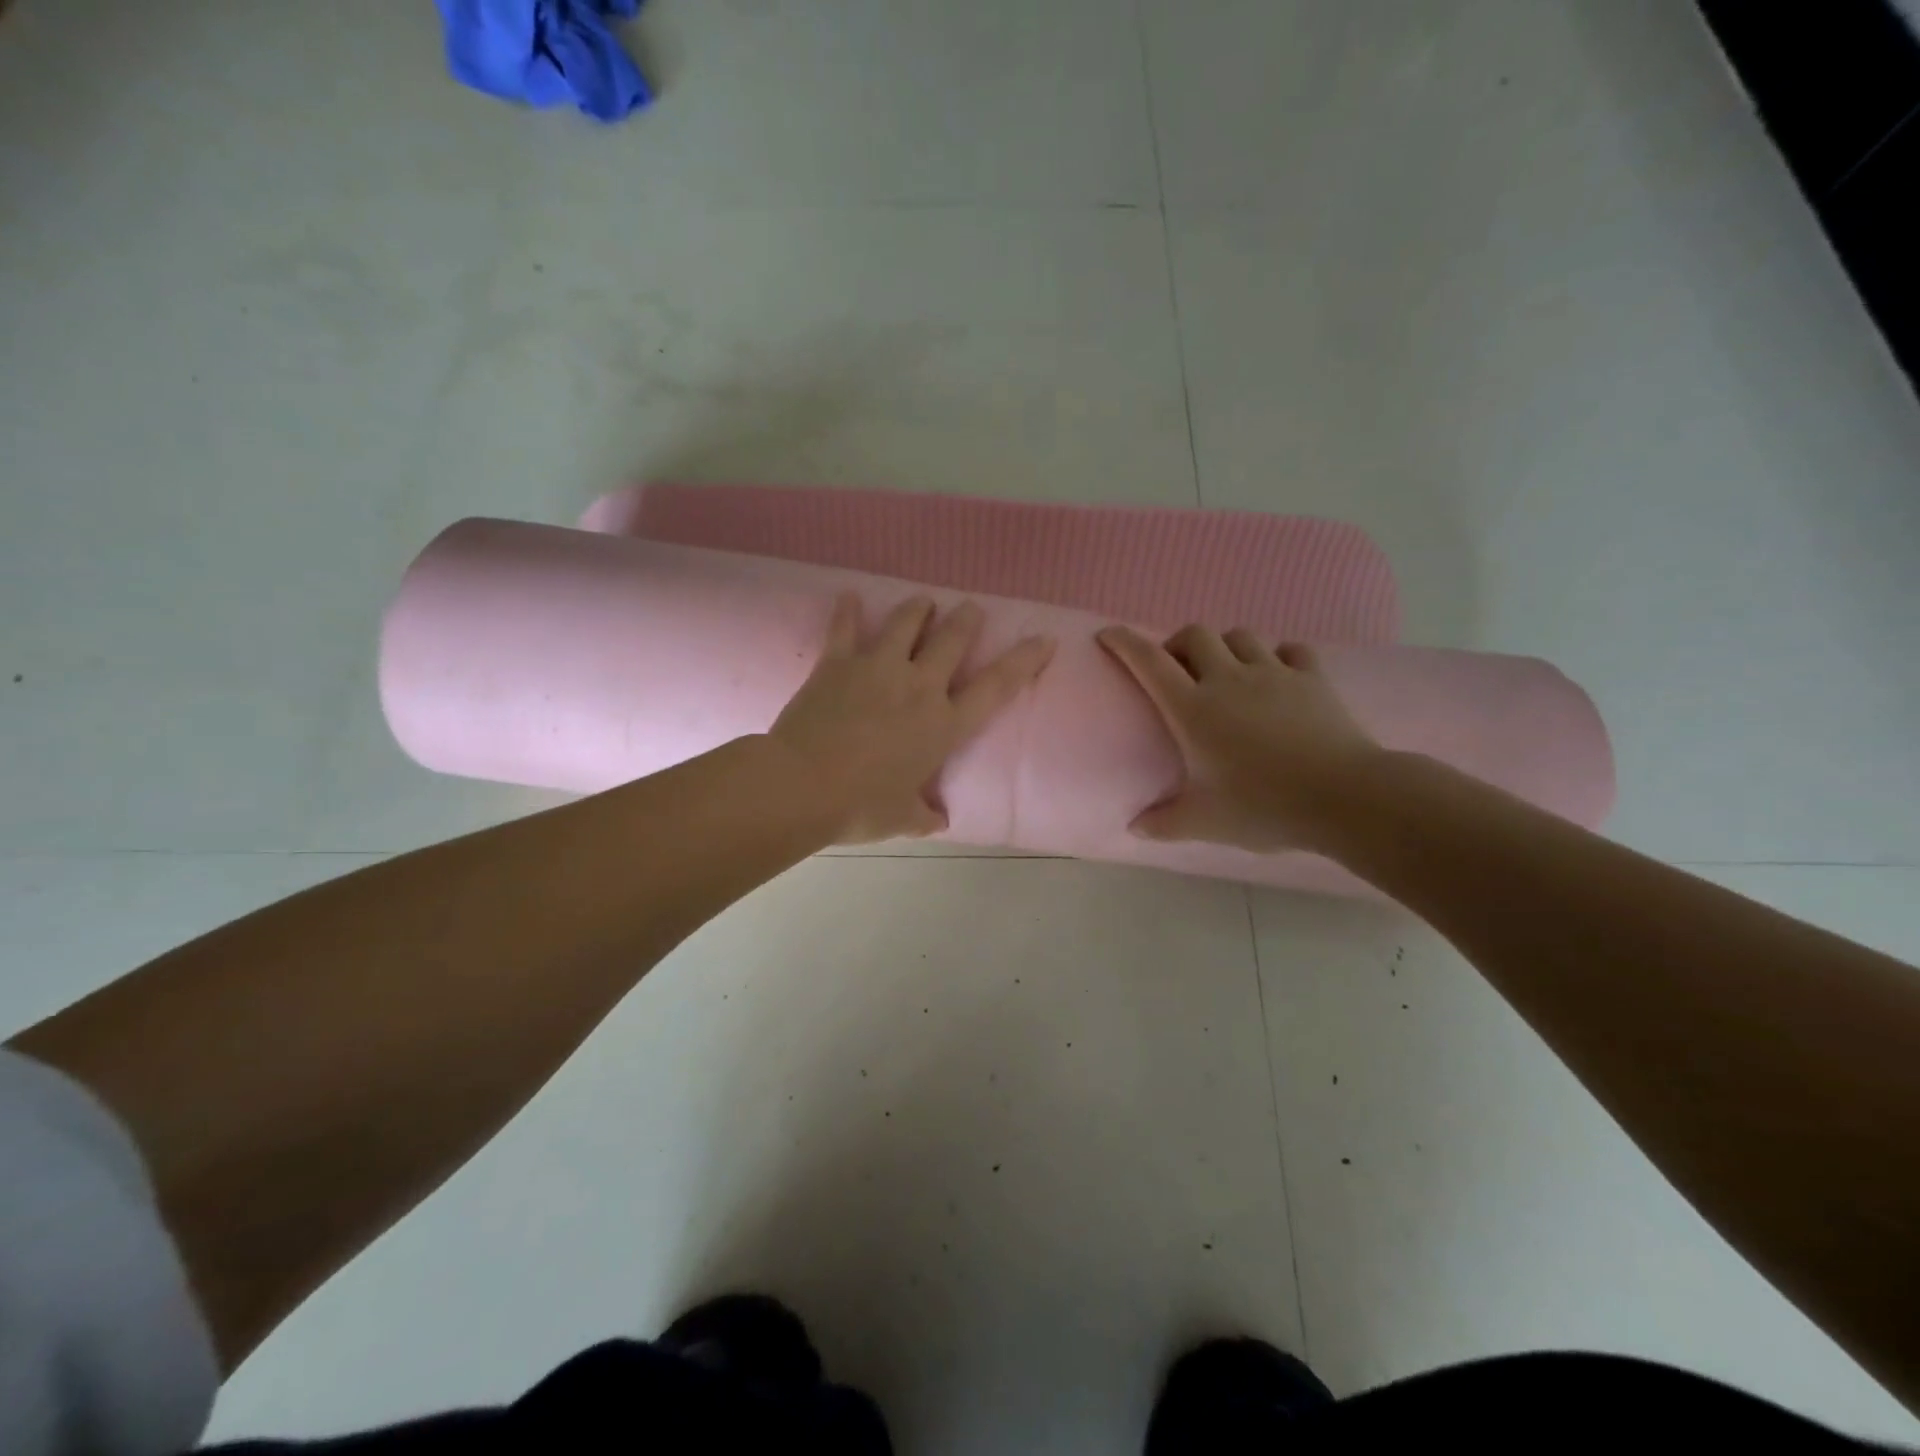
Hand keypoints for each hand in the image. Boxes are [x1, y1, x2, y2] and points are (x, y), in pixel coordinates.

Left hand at [772, 594, 1054, 844]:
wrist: (801, 787)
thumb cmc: (860, 806)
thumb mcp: (902, 819)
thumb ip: (924, 815)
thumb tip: (938, 820)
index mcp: (943, 725)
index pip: (996, 687)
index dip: (1024, 661)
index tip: (1043, 639)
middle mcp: (918, 687)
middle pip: (952, 640)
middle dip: (966, 620)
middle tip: (971, 608)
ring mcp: (877, 668)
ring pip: (906, 622)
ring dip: (919, 608)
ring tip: (924, 600)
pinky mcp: (837, 662)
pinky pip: (844, 627)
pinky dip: (847, 610)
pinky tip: (849, 596)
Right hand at [1097, 624, 1383, 852]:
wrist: (1344, 797)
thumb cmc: (1262, 806)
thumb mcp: (1204, 821)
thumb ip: (1163, 823)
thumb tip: (1134, 828)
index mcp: (1193, 709)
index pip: (1149, 661)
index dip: (1124, 642)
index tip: (1108, 634)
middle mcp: (1228, 679)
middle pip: (1195, 634)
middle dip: (1177, 643)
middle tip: (1177, 671)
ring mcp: (1273, 673)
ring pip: (1240, 636)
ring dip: (1225, 647)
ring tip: (1226, 673)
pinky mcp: (1312, 677)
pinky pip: (1290, 650)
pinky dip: (1278, 656)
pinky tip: (1278, 676)